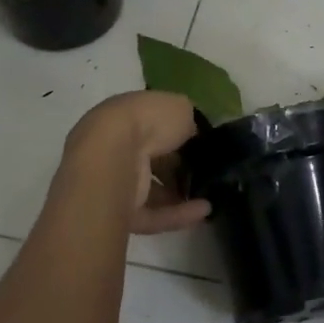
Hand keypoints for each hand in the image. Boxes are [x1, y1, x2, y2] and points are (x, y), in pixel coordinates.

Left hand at [63, 91, 211, 234]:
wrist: (113, 157)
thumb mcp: (179, 108)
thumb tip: (192, 132)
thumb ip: (188, 120)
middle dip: (177, 166)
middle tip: (206, 171)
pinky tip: (204, 210)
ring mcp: (115, 182)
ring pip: (151, 189)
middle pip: (151, 158)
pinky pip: (153, 214)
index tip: (199, 141)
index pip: (153, 124)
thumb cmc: (147, 121)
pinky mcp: (119, 213)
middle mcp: (116, 146)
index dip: (177, 132)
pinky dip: (178, 214)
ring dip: (179, 193)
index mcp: (126, 114)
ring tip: (210, 195)